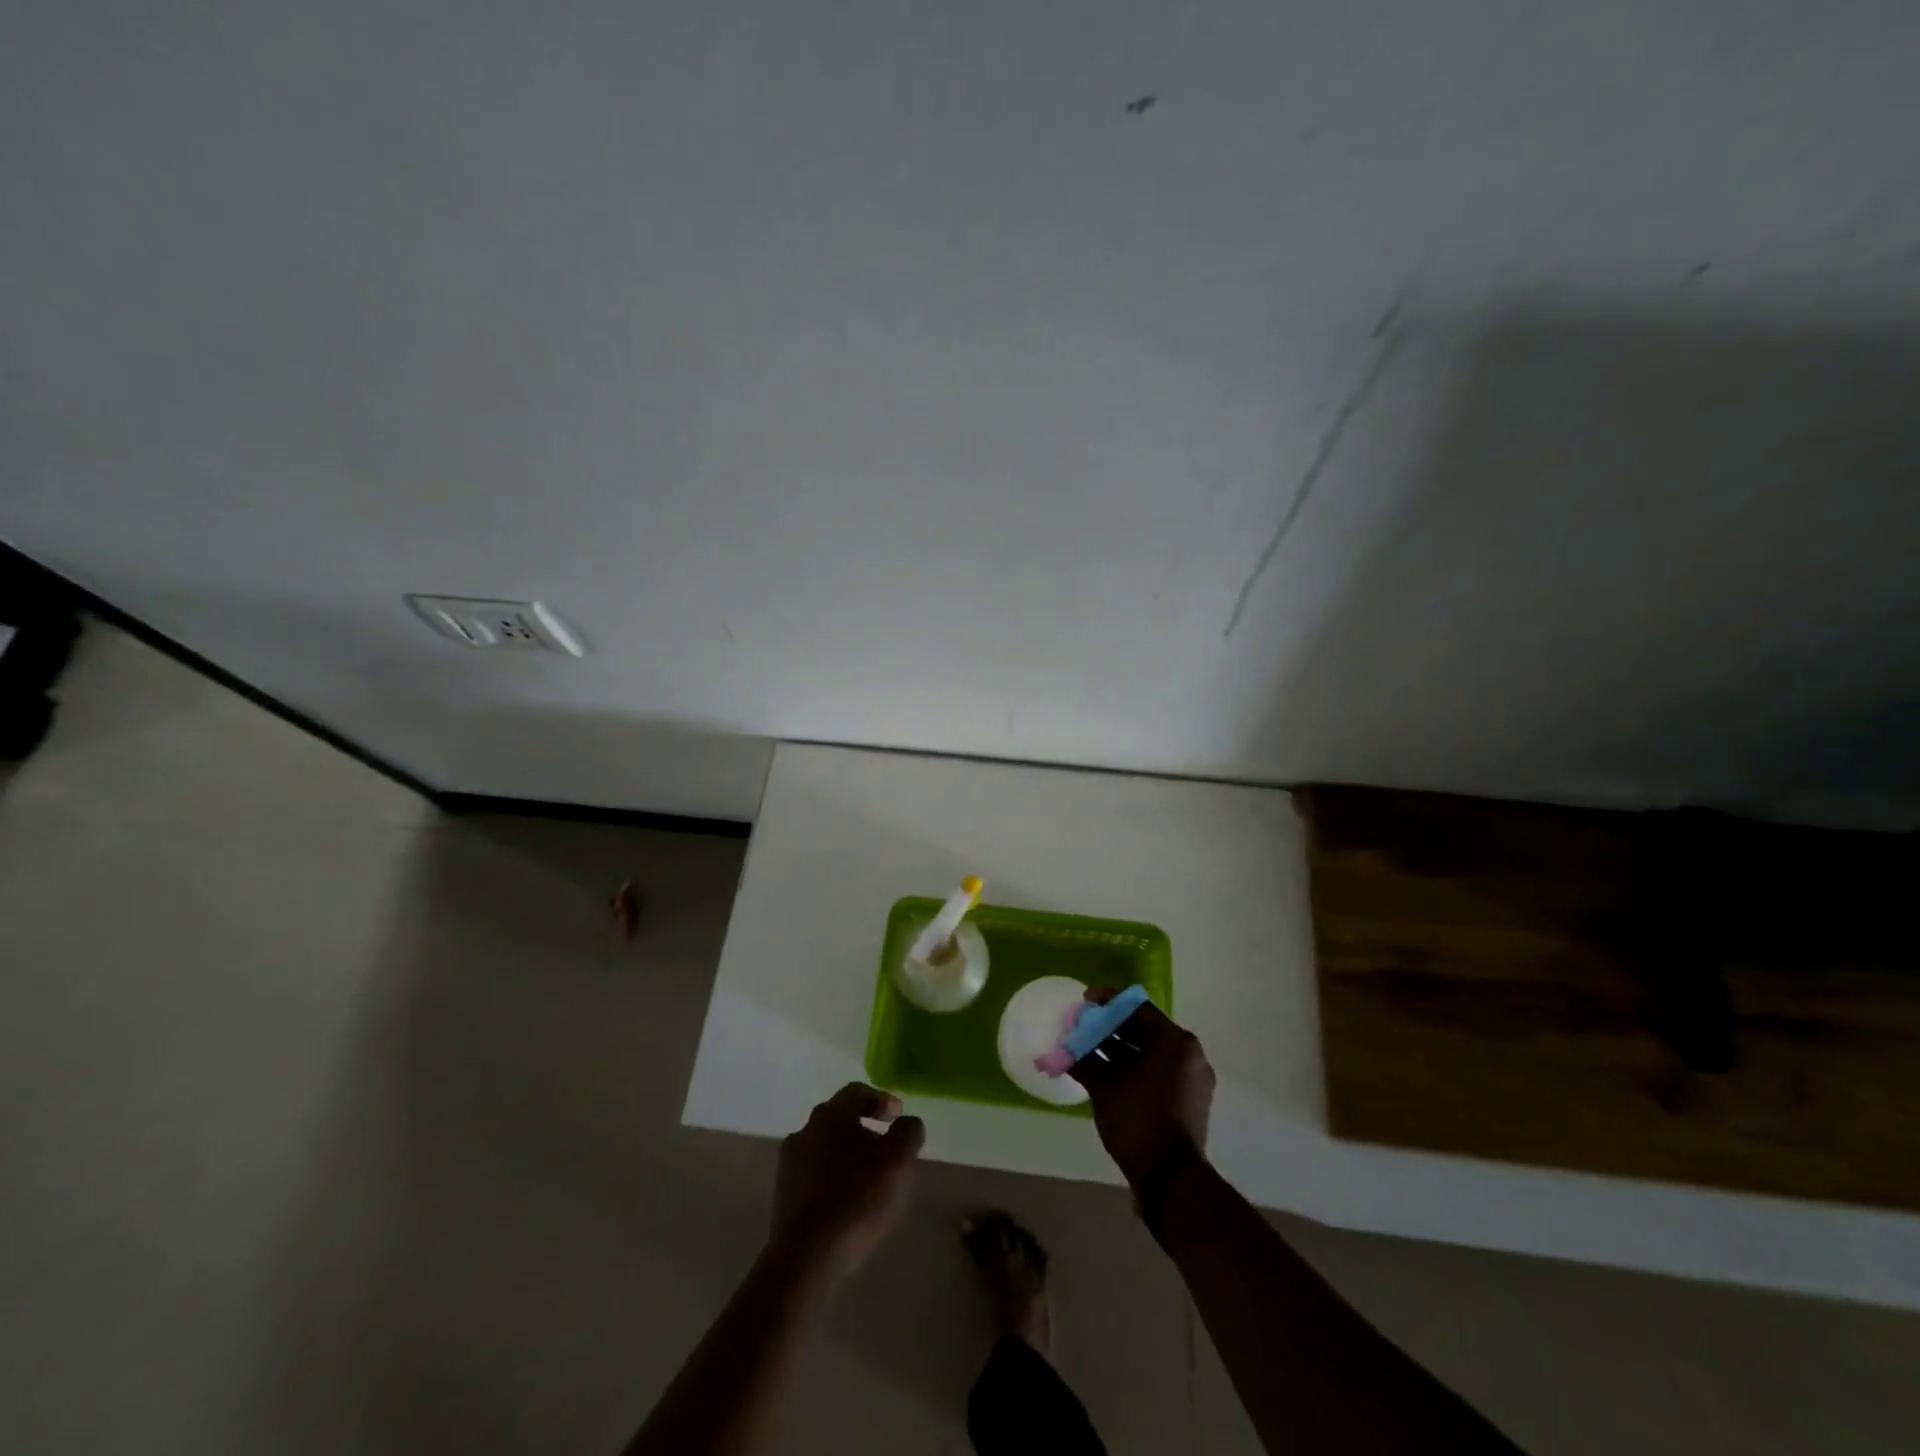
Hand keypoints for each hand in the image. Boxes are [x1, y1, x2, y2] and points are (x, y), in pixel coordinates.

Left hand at [769, 1083, 924, 1278]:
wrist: (805, 1259)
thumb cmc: (856, 1199)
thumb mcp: (898, 1162)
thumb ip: (908, 1133)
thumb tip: (908, 1122)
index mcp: (830, 1115)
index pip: (857, 1092)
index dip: (881, 1100)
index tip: (898, 1118)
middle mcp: (805, 1130)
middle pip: (839, 1118)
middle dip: (865, 1128)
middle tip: (887, 1149)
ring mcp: (789, 1163)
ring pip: (825, 1146)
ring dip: (848, 1154)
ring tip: (869, 1179)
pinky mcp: (783, 1194)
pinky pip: (814, 1173)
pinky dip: (833, 1177)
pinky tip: (847, 1201)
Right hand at [1068, 990, 1214, 1191]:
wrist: (1171, 1181)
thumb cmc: (1138, 1120)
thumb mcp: (1105, 1085)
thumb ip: (1085, 1058)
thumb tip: (1065, 1047)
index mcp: (1175, 1041)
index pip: (1138, 1008)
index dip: (1107, 1002)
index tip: (1084, 1002)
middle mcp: (1189, 1054)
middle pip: (1144, 1029)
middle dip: (1111, 1027)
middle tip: (1083, 1028)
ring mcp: (1192, 1079)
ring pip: (1150, 1052)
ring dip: (1119, 1049)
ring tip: (1088, 1051)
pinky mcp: (1189, 1101)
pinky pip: (1158, 1071)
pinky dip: (1133, 1068)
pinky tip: (1106, 1074)